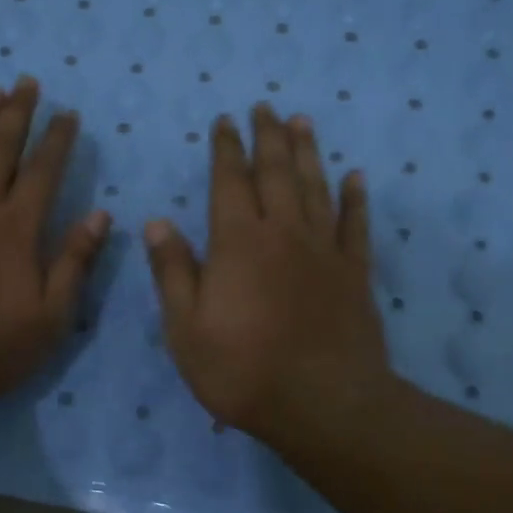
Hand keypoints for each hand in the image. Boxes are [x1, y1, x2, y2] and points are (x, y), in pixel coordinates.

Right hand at [144, 104, 390, 446]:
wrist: (323, 404)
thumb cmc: (243, 371)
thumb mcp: (186, 330)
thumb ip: (173, 273)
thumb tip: (157, 223)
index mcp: (238, 243)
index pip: (229, 182)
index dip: (225, 150)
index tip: (225, 122)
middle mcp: (283, 233)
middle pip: (275, 173)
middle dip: (267, 137)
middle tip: (264, 108)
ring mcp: (324, 251)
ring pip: (315, 187)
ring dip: (307, 152)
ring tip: (302, 122)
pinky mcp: (354, 273)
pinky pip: (355, 225)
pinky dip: (355, 198)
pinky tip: (355, 177)